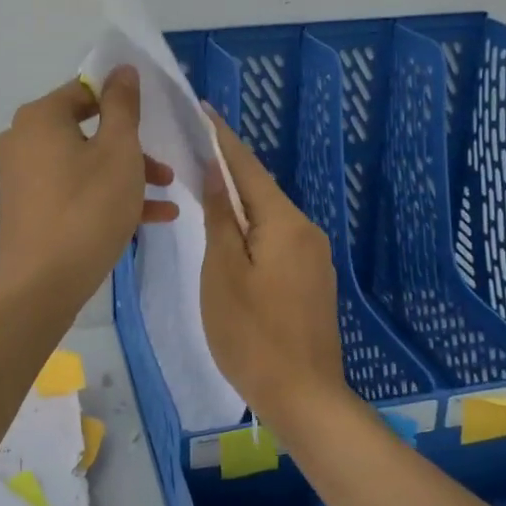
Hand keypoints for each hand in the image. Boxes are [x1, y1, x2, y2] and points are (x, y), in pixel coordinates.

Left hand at [0, 69, 176, 301]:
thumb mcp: (119, 151)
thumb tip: (121, 69)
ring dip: (126, 177)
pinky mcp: (29, 209)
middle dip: (132, 149)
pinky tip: (150, 219)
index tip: (153, 119)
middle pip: (87, 131)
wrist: (42, 285)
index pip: (86, 91)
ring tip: (166, 197)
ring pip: (84, 165)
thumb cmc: (87, 208)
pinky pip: (73, 191)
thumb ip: (123, 106)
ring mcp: (23, 177)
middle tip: (165, 170)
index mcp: (41, 117)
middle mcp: (24, 141)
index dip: (123, 101)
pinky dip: (106, 198)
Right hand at [200, 107, 349, 422]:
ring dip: (238, 200)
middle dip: (228, 168)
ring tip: (203, 185)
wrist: (304, 396)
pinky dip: (251, 228)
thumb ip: (221, 218)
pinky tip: (230, 233)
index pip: (248, 167)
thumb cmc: (252, 334)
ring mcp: (313, 257)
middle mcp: (306, 231)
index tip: (202, 109)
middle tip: (192, 148)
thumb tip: (217, 172)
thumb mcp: (223, 272)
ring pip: (269, 215)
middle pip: (261, 189)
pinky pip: (276, 238)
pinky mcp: (311, 280)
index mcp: (284, 223)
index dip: (222, 138)